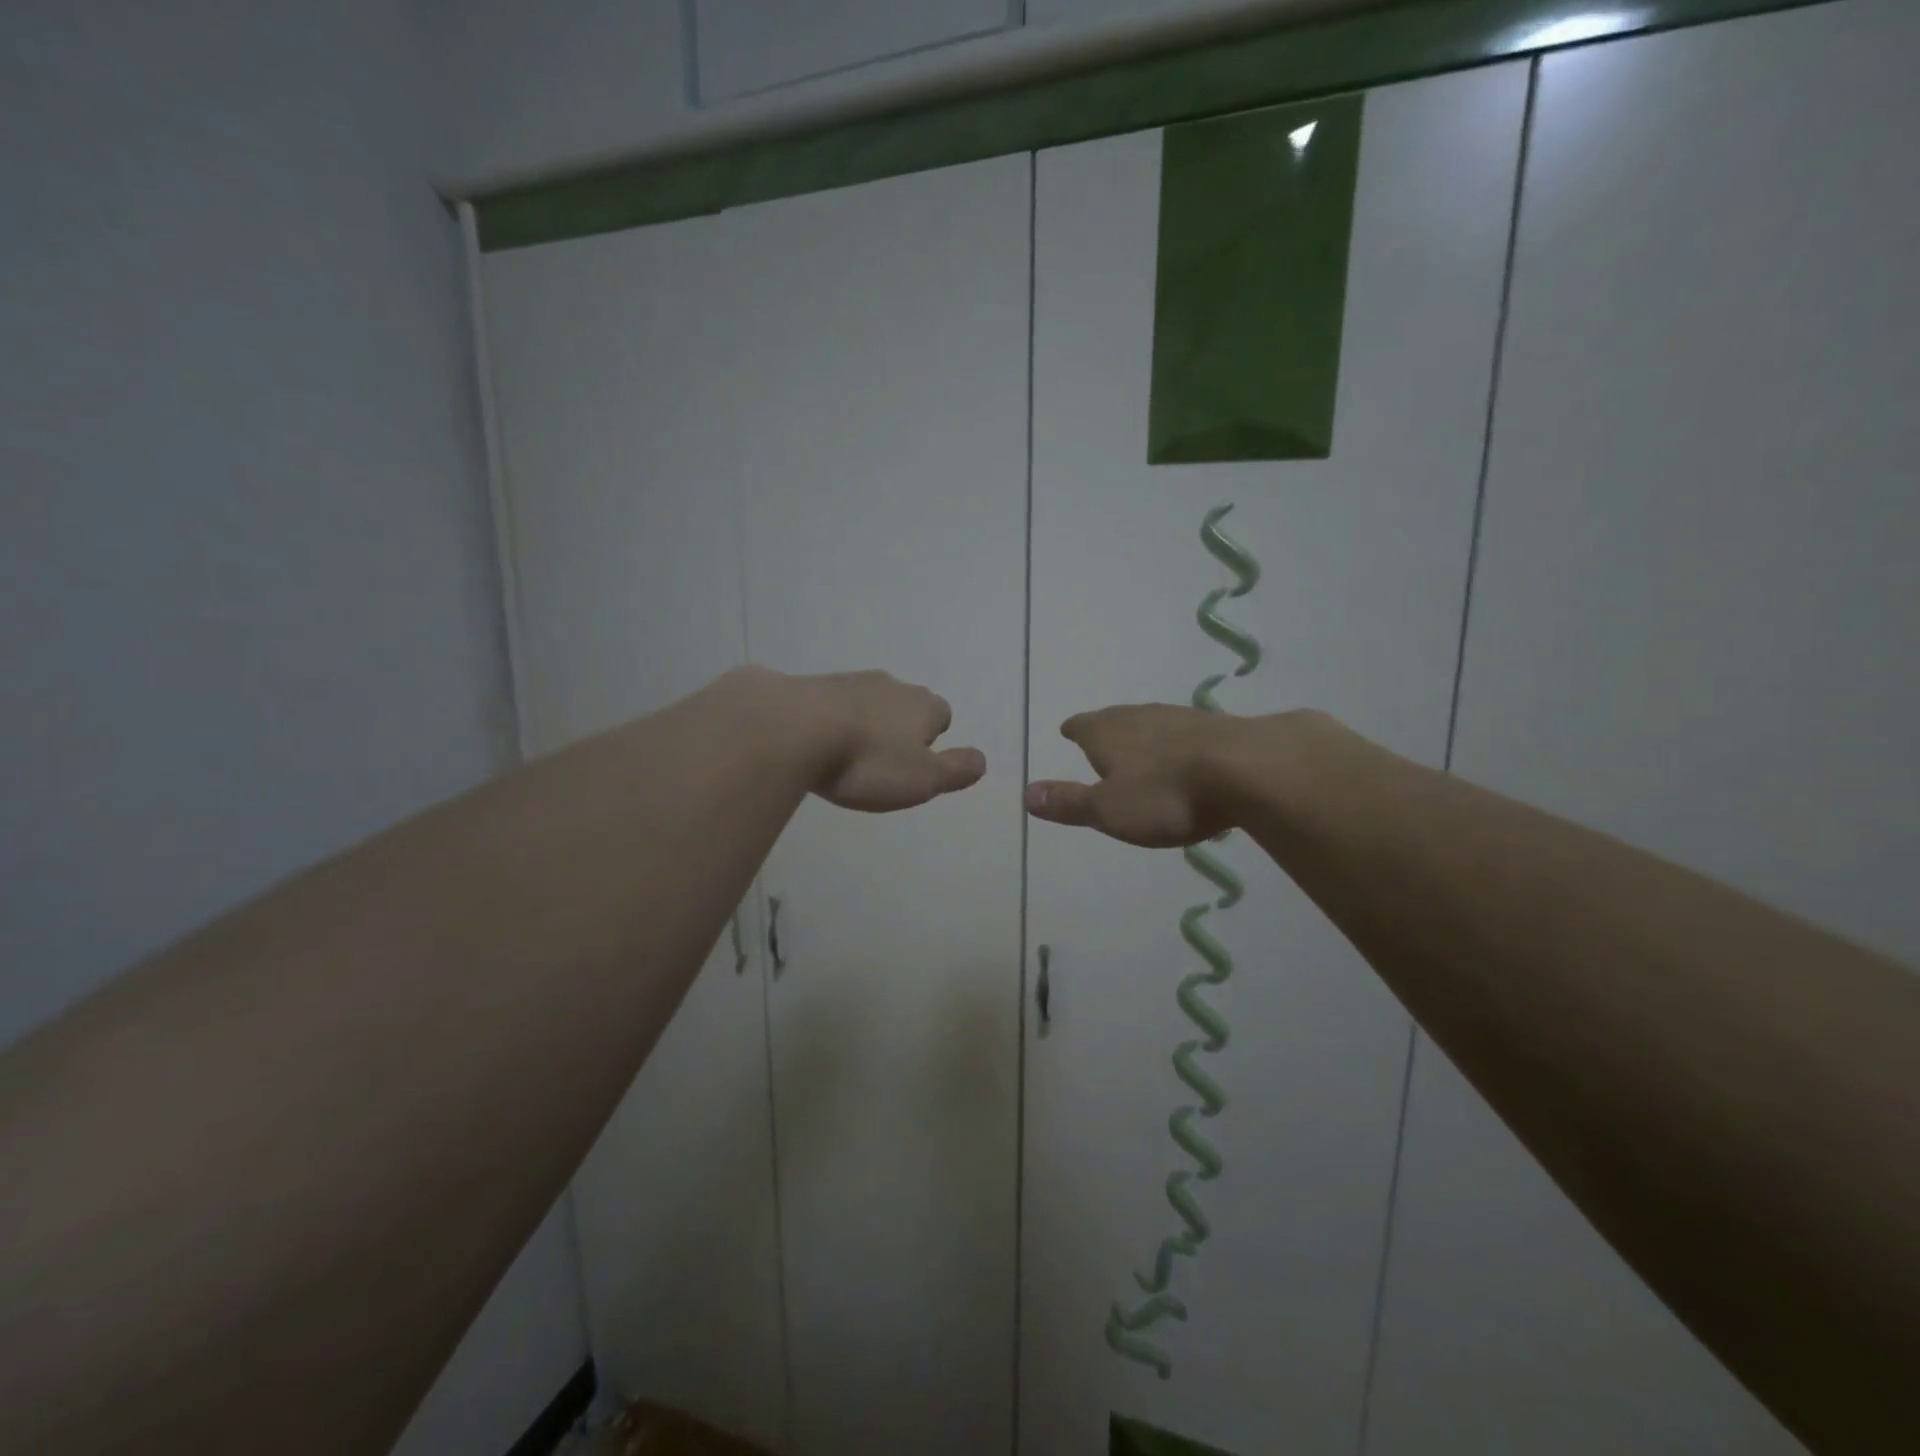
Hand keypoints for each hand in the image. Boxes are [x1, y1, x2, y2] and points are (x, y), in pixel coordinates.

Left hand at [788, 669, 986, 812]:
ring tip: (846, 755)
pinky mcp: (809, 686)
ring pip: (866, 701)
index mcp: (923, 705)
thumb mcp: (923, 779)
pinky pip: (828, 704)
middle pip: (904, 705)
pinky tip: (814, 743)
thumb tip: (982, 760)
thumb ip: (956, 770)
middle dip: (897, 727)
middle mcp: (890, 685)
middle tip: (881, 761)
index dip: (932, 739)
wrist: (792, 729)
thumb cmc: (867, 761)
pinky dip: (827, 719)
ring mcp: (847, 681)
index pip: (941, 716)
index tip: (915, 763)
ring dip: (861, 722)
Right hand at [1024, 703, 1246, 846]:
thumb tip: (1026, 793)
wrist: (1248, 770)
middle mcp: (1140, 717)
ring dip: (1143, 735)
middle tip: (1100, 737)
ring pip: (1152, 723)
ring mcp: (1181, 718)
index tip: (1068, 730)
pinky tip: (1185, 755)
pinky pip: (1185, 733)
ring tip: (1140, 747)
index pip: (1082, 726)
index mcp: (1107, 732)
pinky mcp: (1217, 728)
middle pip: (1116, 719)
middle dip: (1107, 729)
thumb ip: (1069, 802)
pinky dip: (1177, 743)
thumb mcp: (1109, 809)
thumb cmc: (1166, 794)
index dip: (1074, 730)